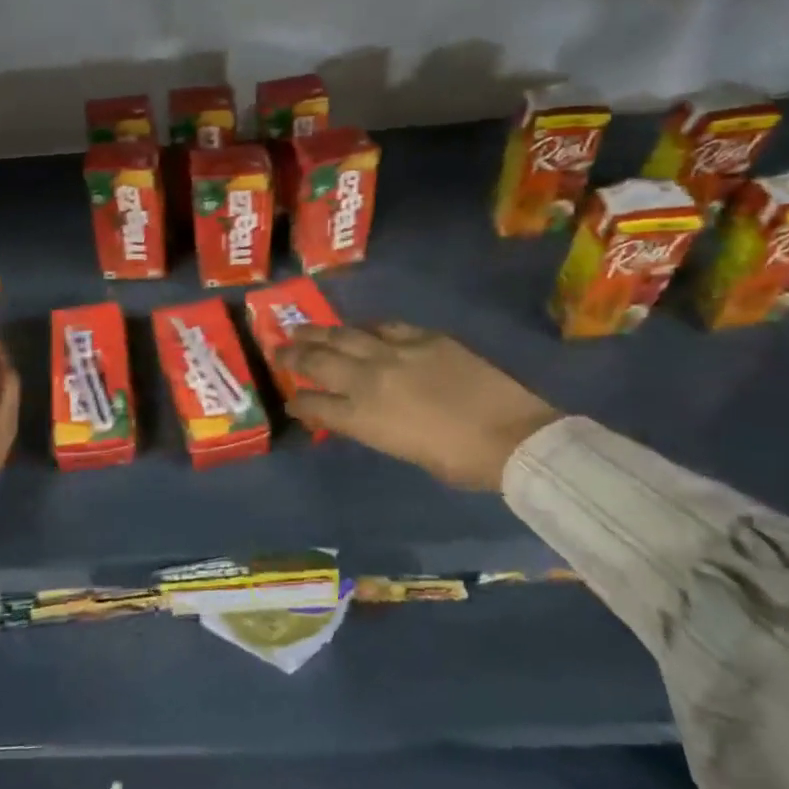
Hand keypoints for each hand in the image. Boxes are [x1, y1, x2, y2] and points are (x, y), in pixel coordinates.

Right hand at [277, 323, 559, 492]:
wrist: (511, 437)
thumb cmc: (458, 461)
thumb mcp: (403, 450)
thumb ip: (373, 427)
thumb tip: (361, 414)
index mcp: (361, 417)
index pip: (314, 405)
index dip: (299, 402)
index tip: (291, 400)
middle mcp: (368, 380)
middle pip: (319, 362)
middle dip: (293, 355)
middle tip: (277, 348)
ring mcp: (395, 353)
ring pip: (344, 336)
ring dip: (318, 332)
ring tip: (300, 327)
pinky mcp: (423, 338)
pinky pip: (385, 327)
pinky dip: (367, 328)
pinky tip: (360, 328)